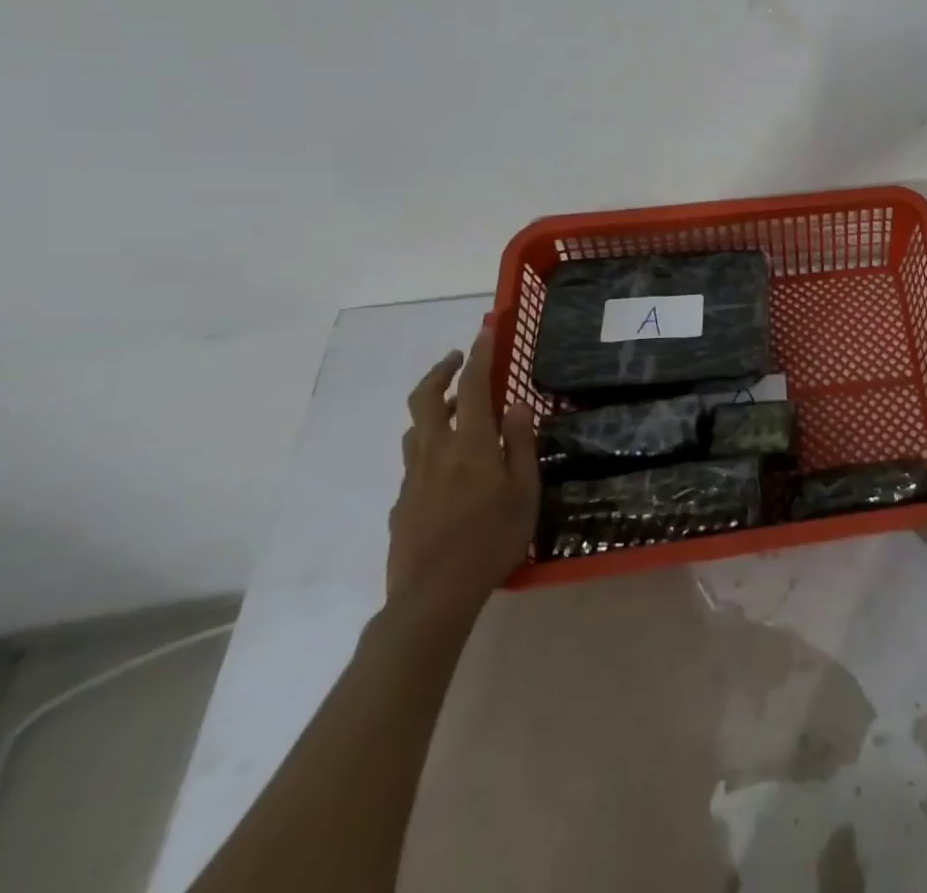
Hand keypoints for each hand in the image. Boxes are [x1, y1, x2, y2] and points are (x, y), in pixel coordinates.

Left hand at [388, 327, 539, 617]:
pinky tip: (451, 467)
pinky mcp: (402, 503)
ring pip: (416, 428)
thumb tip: (517, 405)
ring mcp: (413, 478)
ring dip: (435, 408)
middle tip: (460, 357)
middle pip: (426, 398)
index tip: (485, 329)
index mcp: (470, 445)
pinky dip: (431, 446)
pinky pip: (415, 461)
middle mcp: (435, 452)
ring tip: (459, 409)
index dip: (480, 354)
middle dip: (442, 371)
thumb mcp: (524, 490)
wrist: (433, 596)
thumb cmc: (492, 539)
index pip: (474, 386)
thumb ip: (520, 444)